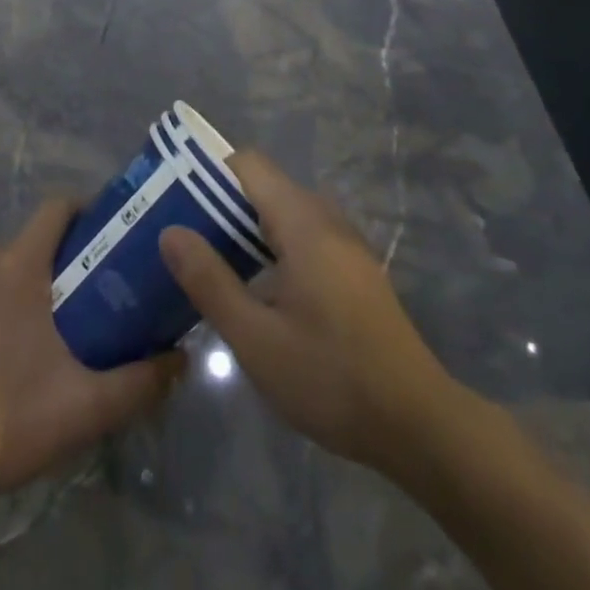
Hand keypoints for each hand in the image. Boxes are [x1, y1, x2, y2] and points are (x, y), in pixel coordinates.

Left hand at [0, 199, 184, 495]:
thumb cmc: (7, 415)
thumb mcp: (84, 405)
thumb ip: (139, 382)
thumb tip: (182, 360)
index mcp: (17, 264)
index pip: (55, 207)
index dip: (85, 208)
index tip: (109, 228)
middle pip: (28, 244)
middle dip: (58, 262)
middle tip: (88, 297)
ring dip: (22, 291)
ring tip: (48, 335)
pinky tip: (1, 364)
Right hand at [158, 152, 448, 478]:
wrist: (419, 424)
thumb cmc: (331, 378)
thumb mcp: (257, 339)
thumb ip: (210, 281)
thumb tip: (170, 232)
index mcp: (303, 222)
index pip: (248, 165)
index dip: (208, 173)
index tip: (175, 201)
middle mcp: (326, 219)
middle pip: (265, 186)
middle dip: (221, 205)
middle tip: (184, 238)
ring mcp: (345, 244)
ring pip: (284, 212)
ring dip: (246, 228)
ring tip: (210, 262)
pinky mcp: (354, 270)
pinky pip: (303, 236)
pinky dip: (272, 246)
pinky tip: (256, 288)